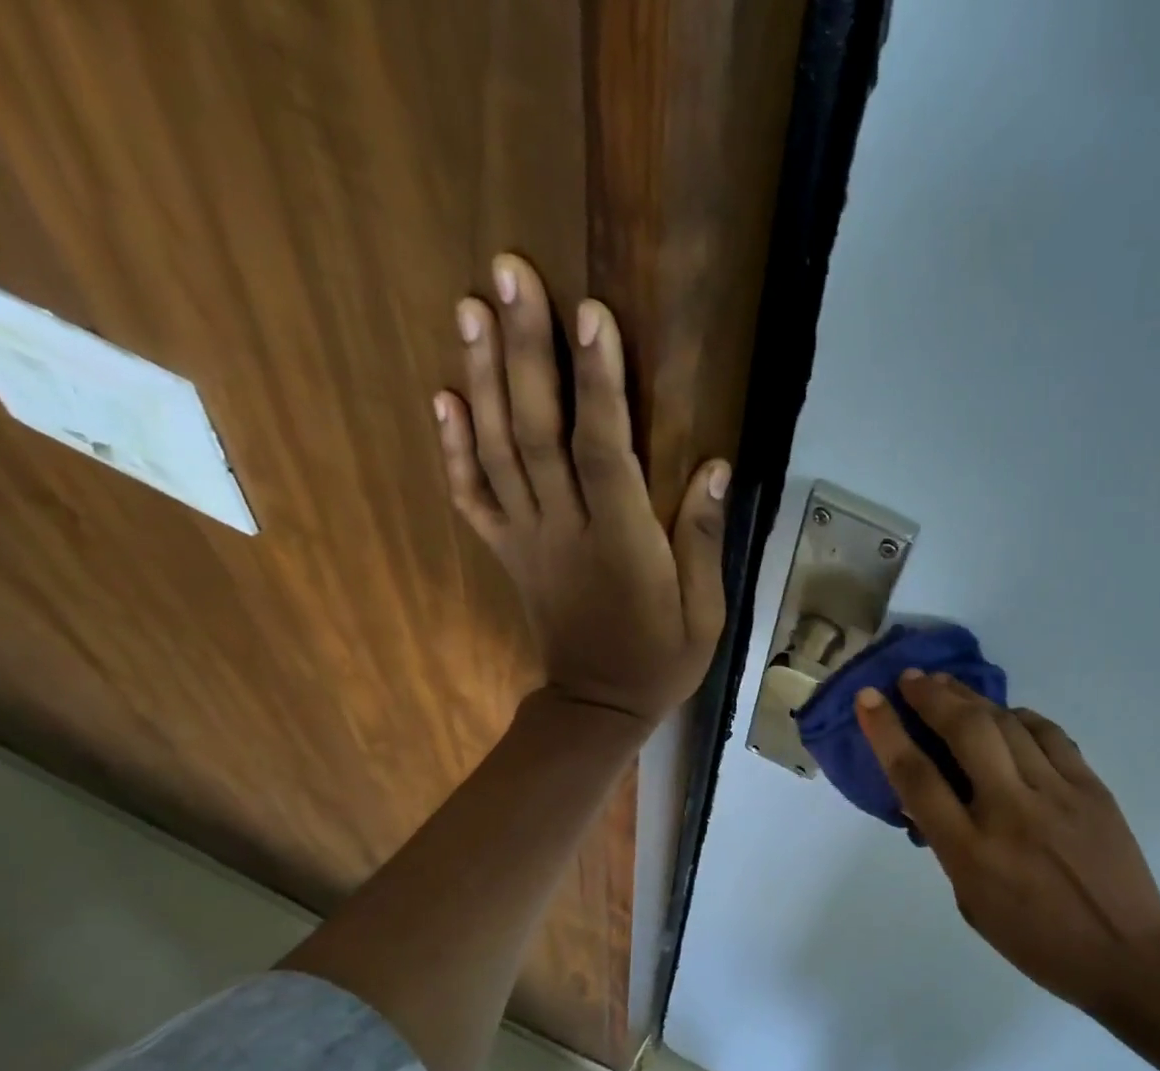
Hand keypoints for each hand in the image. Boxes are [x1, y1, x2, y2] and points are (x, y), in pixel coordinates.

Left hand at [434, 254, 729, 725]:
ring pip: (498, 453)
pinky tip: (443, 396)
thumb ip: (704, 542)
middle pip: (538, 434)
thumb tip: (717, 468)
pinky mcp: (508, 552)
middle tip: (509, 273)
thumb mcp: (705, 613)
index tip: (591, 314)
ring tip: (471, 307)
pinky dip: (453, 447)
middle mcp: (566, 532)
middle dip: (525, 352)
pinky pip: (472, 497)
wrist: (598, 707)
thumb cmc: (661, 660)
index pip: (606, 453)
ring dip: (482, 378)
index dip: (598, 384)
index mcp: (622, 546)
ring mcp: (528, 540)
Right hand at [855, 671, 1159, 1010]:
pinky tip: (1006, 714)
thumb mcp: (972, 903)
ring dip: (971, 697)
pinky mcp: (1091, 787)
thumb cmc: (1036, 941)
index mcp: (971, 852)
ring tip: (948, 685)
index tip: (869, 699)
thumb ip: (947, 847)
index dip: (887, 732)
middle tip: (911, 679)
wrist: (1126, 953)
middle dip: (931, 696)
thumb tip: (926, 801)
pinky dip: (1020, 717)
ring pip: (1007, 724)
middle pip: (965, 732)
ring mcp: (1055, 795)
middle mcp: (1010, 812)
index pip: (917, 777)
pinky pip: (1049, 735)